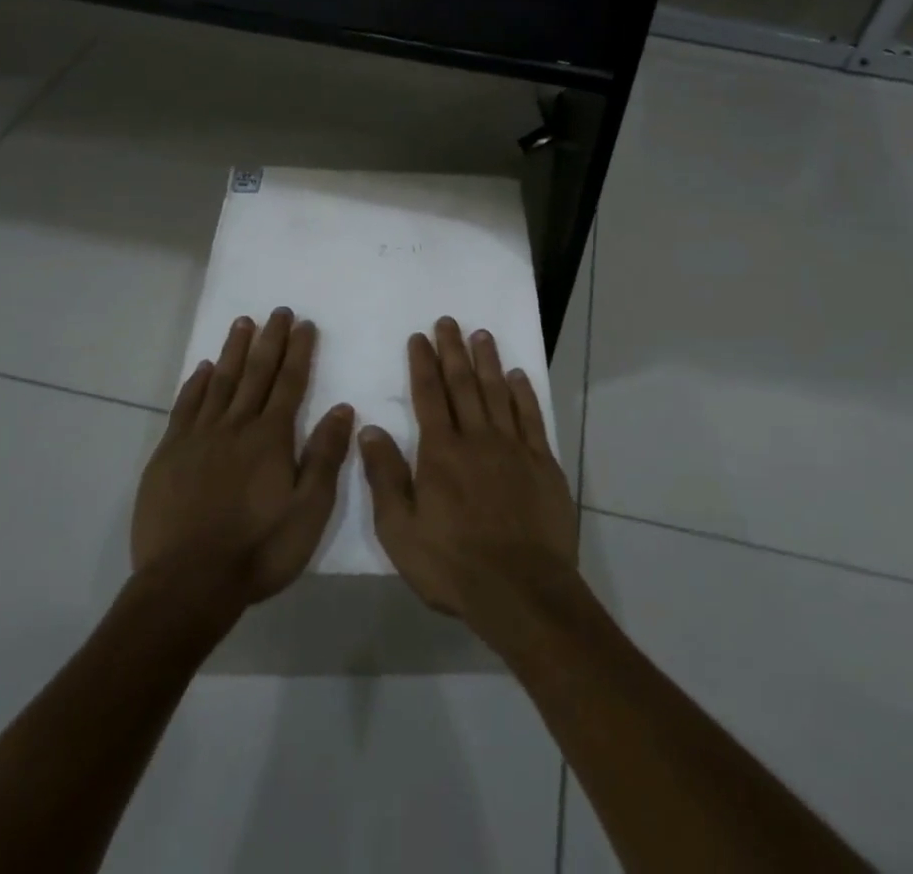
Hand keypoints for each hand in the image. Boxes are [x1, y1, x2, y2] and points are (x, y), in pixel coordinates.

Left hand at [132, 309, 354, 610]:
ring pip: (220, 382)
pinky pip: (185, 407)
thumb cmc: (258, 550)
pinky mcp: (169, 454)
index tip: (304, 324)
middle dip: (270, 340)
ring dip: (233, 350)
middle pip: (256, 372)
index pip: (290, 383)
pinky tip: (201, 369)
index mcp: (271, 437)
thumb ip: (325, 456)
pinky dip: (195, 384)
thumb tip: (342, 408)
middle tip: (278, 311)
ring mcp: (199, 437)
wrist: (187, 583)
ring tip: (243, 323)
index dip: (299, 351)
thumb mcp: (309, 510)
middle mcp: (236, 426)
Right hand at [359, 318, 579, 628]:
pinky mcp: (542, 462)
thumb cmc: (453, 565)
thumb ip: (385, 477)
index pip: (428, 395)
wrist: (521, 590)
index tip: (419, 337)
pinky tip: (517, 375)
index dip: (422, 363)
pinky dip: (523, 393)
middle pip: (463, 384)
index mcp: (441, 452)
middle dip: (453, 350)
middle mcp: (477, 438)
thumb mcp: (401, 530)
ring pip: (497, 392)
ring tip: (481, 334)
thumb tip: (369, 428)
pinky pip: (531, 417)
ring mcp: (513, 447)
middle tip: (448, 321)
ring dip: (487, 361)